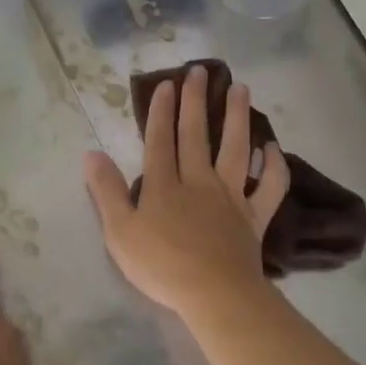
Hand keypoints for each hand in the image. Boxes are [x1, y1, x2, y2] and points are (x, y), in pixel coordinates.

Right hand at [83, 64, 289, 325]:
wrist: (214, 293)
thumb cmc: (161, 266)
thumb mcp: (119, 232)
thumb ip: (106, 191)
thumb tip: (91, 153)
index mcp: (164, 185)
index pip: (160, 140)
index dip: (161, 111)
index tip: (167, 84)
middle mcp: (199, 182)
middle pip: (197, 135)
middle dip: (196, 102)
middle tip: (200, 71)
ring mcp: (231, 197)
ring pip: (236, 150)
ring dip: (238, 118)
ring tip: (241, 88)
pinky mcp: (254, 217)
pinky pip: (270, 187)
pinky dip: (274, 166)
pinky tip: (272, 148)